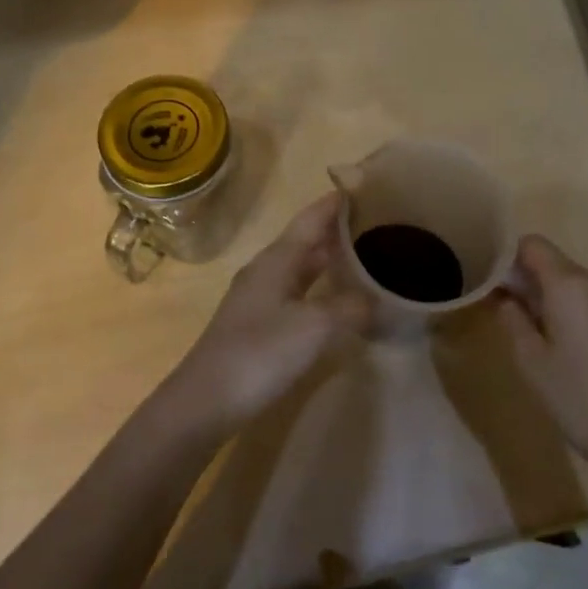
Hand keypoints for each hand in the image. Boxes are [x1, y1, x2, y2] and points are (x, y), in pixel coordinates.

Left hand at [160, 193, 368, 436]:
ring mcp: (260, 297)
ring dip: (331, 259)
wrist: (205, 402)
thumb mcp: (315, 327)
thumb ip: (350, 306)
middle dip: (341, 230)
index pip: (313, 217)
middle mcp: (268, 269)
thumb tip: (377, 299)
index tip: (371, 187)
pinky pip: (298, 291)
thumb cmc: (260, 353)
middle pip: (308, 239)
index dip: (339, 202)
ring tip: (368, 256)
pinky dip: (322, 287)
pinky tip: (340, 299)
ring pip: (302, 266)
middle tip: (382, 224)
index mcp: (278, 258)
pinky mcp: (259, 324)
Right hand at [495, 235, 587, 475]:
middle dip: (522, 275)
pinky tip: (551, 336)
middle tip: (497, 305)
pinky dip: (562, 303)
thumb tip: (502, 293)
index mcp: (569, 284)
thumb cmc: (575, 394)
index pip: (531, 244)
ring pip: (566, 278)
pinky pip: (583, 295)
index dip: (506, 255)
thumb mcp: (529, 357)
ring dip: (541, 291)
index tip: (487, 279)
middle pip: (549, 259)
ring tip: (522, 323)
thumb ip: (511, 315)